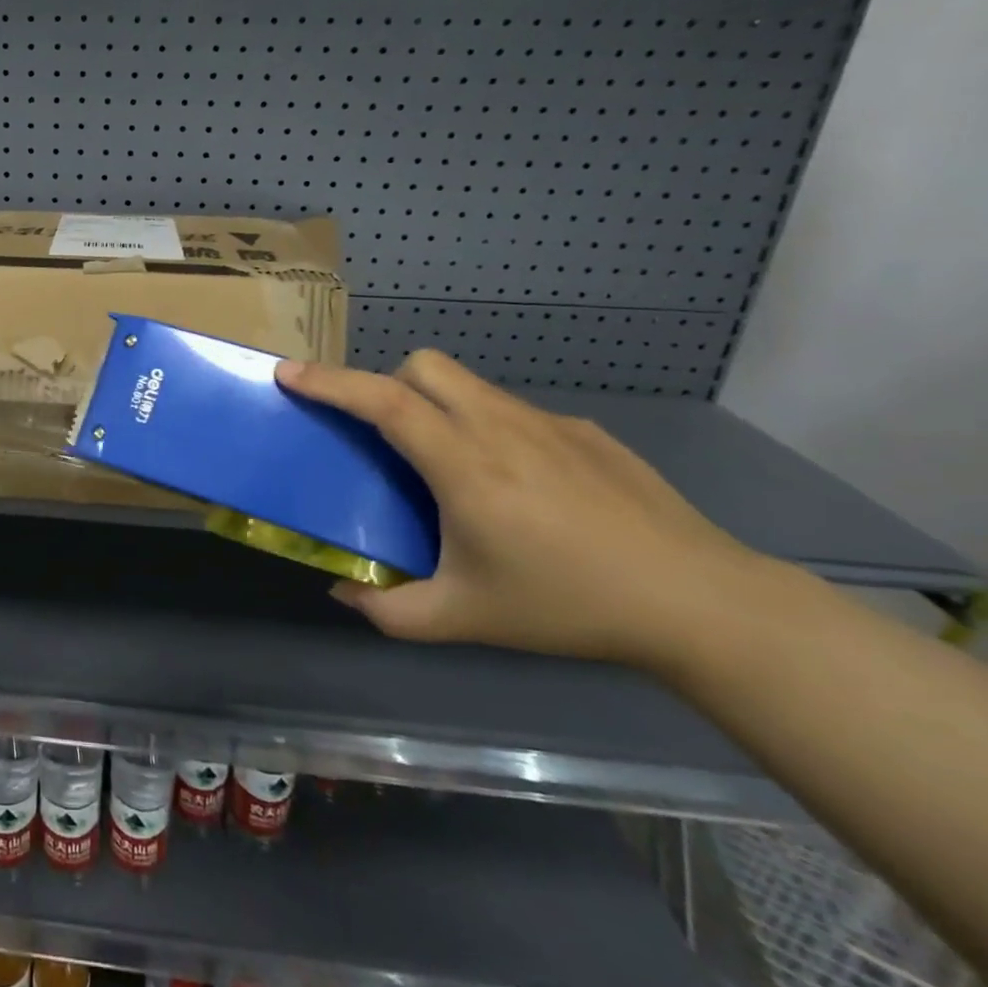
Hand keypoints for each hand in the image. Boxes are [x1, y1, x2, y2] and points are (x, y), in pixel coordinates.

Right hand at [275, 350, 767, 668]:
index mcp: (464, 465)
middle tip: (381, 434)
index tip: (288, 374)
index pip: (382, 401)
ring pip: (468, 384)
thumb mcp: (464, 620)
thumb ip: (389, 611)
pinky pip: (511, 410)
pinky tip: (518, 487)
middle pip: (424, 367)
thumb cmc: (568, 607)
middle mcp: (500, 427)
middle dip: (386, 384)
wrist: (699, 603)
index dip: (329, 382)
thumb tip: (342, 592)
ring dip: (435, 404)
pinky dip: (487, 428)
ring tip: (447, 465)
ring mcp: (547, 423)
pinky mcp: (585, 431)